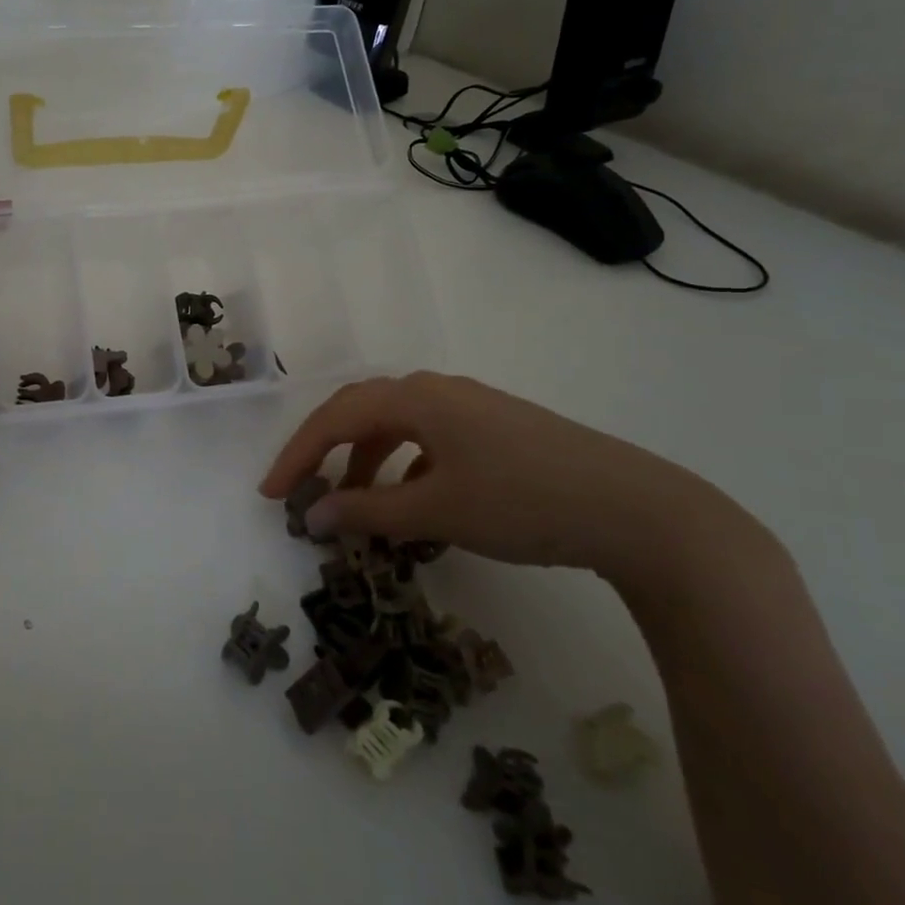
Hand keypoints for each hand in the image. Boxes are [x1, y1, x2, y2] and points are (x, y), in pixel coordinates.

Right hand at [259, 372, 767, 595]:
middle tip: (302, 490)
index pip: (335, 418)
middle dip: (326, 451)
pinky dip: (405, 465)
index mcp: (416, 397)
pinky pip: (429, 437)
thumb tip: (312, 515)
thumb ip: (368, 511)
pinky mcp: (495, 427)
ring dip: (366, 460)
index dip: (297, 454)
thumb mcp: (437, 510)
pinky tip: (414, 499)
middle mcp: (437, 389)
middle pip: (361, 411)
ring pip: (397, 425)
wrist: (634, 508)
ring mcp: (470, 405)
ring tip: (357, 503)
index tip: (270, 493)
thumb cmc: (523, 501)